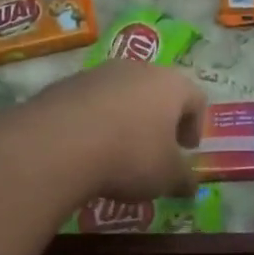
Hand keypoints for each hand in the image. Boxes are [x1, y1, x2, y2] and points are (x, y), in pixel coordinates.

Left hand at [24, 61, 205, 201]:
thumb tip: (191, 185)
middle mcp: (136, 69)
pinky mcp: (64, 85)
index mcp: (170, 85)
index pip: (195, 97)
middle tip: (155, 148)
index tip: (186, 149)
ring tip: (117, 151)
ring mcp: (97, 73)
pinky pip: (88, 102)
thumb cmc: (130, 156)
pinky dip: (93, 121)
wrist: (58, 144)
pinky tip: (86, 148)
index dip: (195, 125)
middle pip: (156, 89)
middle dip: (158, 119)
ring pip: (120, 93)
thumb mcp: (166, 177)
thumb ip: (183, 179)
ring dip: (124, 117)